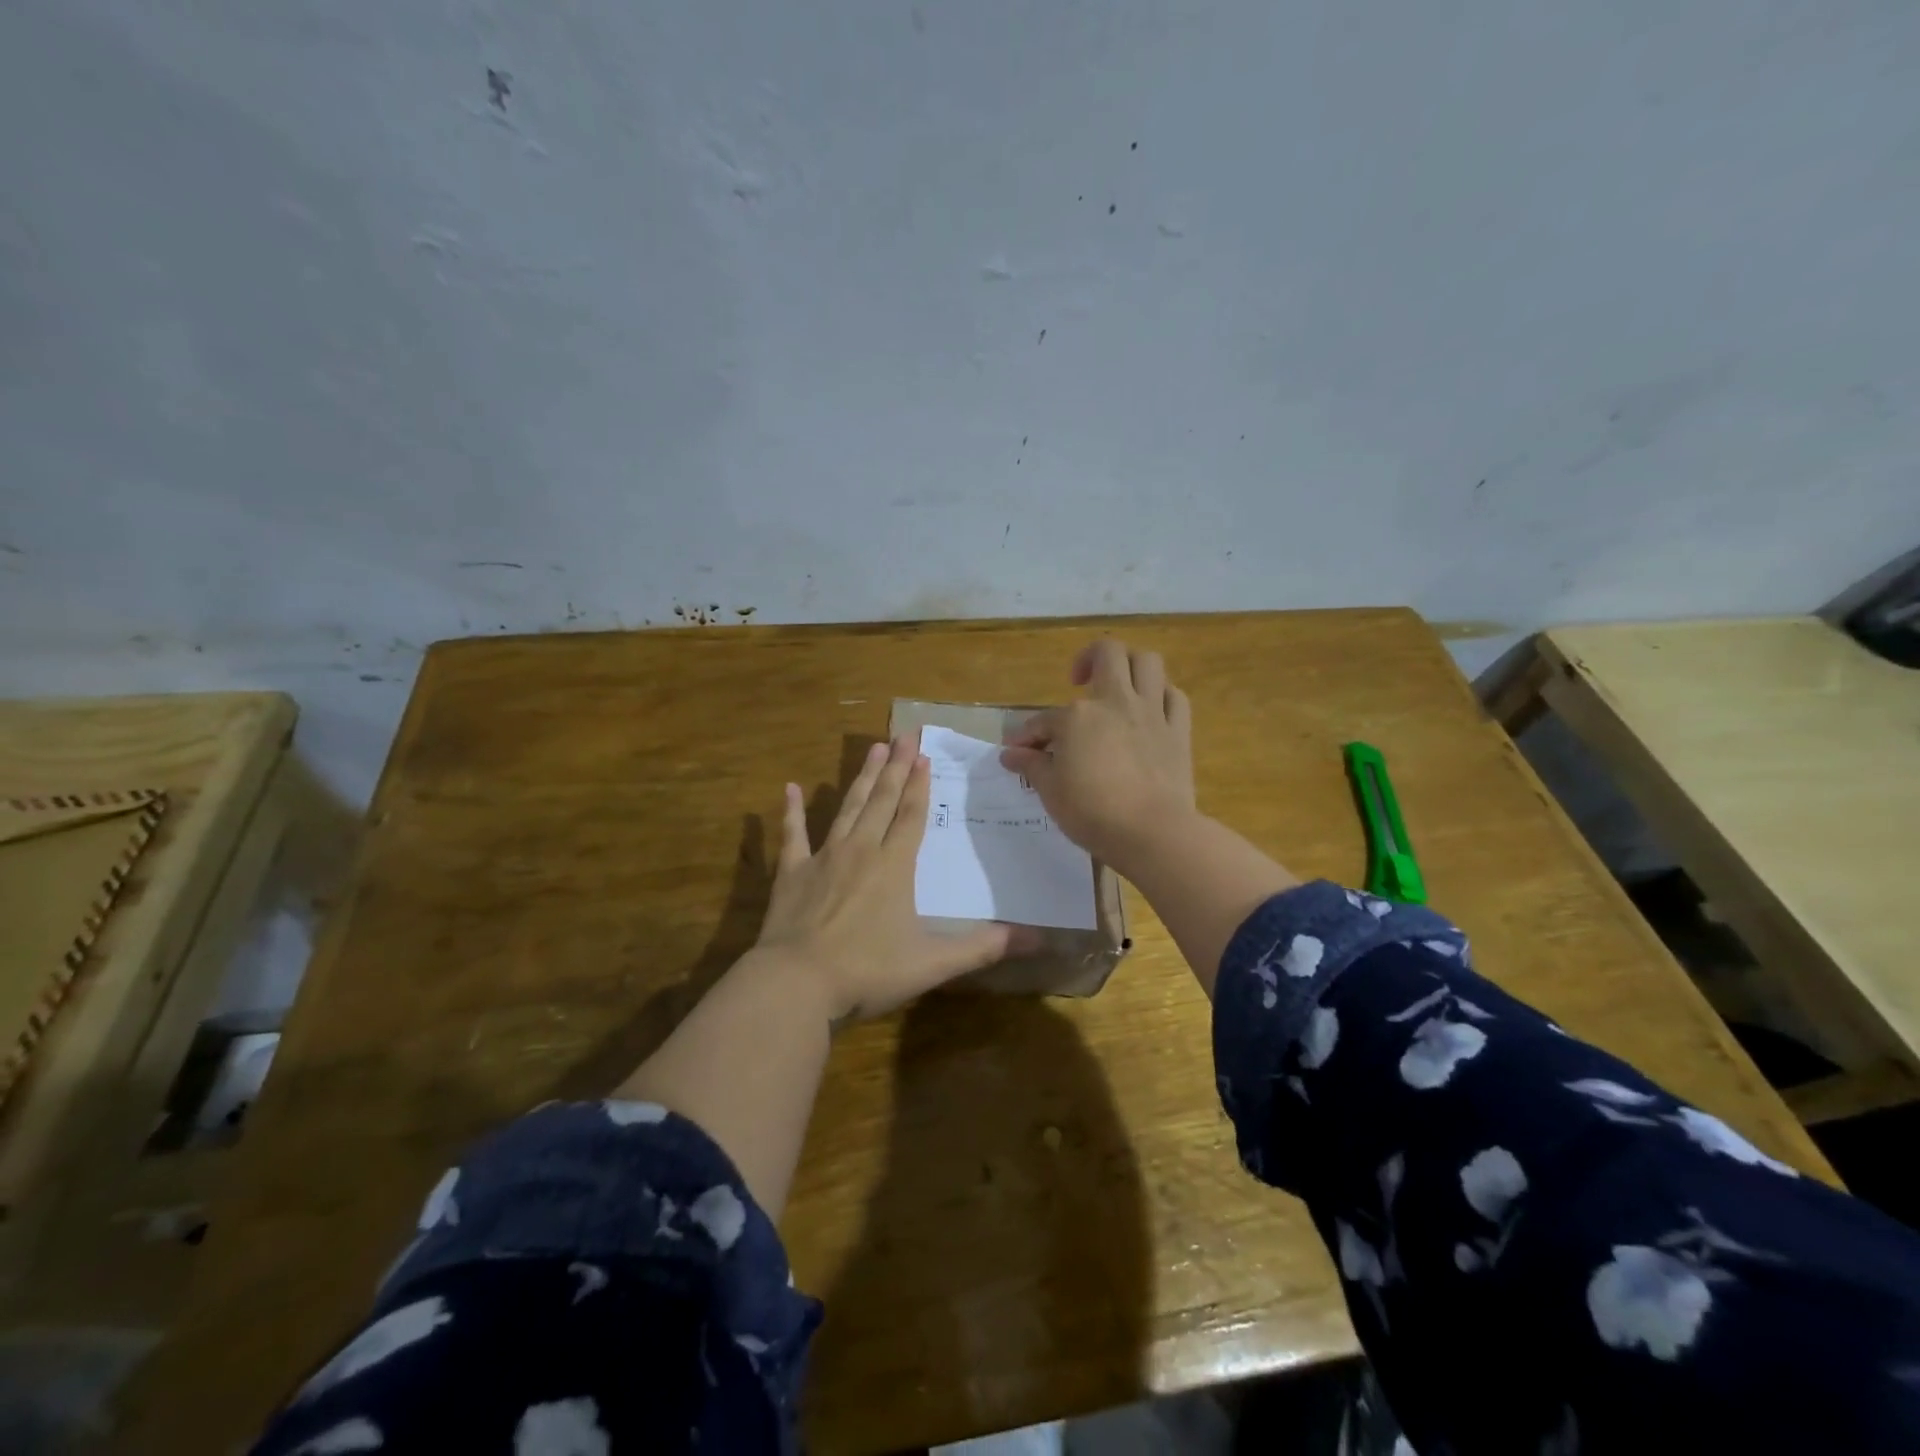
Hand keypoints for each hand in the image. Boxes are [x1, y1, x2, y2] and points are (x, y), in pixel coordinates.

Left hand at [753, 731, 1021, 1022]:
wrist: (797, 983)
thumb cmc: (869, 970)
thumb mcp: (934, 963)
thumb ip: (984, 947)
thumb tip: (1038, 939)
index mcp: (895, 866)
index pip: (912, 815)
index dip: (920, 785)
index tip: (924, 755)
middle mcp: (861, 850)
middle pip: (882, 801)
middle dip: (896, 767)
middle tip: (903, 734)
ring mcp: (824, 858)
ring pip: (847, 808)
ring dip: (862, 778)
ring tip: (873, 749)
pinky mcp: (792, 873)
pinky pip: (793, 835)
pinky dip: (791, 812)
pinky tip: (790, 788)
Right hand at [999, 639, 1196, 875]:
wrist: (1152, 832)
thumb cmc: (1092, 812)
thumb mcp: (1050, 791)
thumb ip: (1031, 765)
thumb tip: (1011, 754)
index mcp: (1078, 716)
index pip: (1044, 720)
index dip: (1028, 736)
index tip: (1018, 752)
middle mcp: (1116, 701)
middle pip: (1108, 654)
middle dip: (1089, 659)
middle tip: (1079, 680)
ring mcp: (1152, 713)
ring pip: (1148, 662)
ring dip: (1131, 665)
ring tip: (1118, 684)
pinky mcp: (1178, 731)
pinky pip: (1175, 697)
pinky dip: (1161, 696)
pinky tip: (1150, 709)